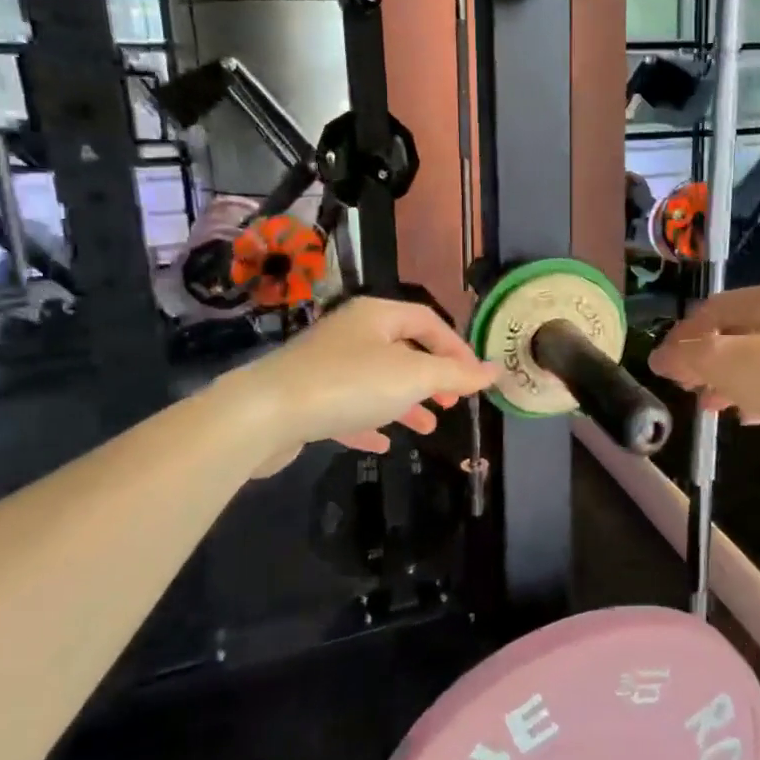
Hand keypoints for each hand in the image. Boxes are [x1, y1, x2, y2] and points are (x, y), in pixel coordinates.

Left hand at [239, 296, 498, 455]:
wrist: (265, 414)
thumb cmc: (350, 384)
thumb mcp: (414, 376)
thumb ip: (456, 374)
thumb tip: (494, 370)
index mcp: (376, 316)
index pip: (428, 321)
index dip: (456, 348)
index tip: (475, 379)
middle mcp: (351, 333)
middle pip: (402, 349)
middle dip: (431, 377)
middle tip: (452, 403)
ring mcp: (325, 365)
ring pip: (377, 380)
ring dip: (405, 402)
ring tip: (427, 427)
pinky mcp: (307, 398)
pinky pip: (348, 406)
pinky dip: (371, 420)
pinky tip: (383, 443)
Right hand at [648, 283, 759, 473]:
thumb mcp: (728, 362)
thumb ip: (688, 357)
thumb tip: (657, 357)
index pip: (713, 308)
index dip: (683, 334)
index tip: (663, 363)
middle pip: (734, 334)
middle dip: (704, 360)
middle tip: (683, 385)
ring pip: (755, 361)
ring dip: (727, 382)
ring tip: (707, 405)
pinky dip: (756, 396)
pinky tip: (745, 416)